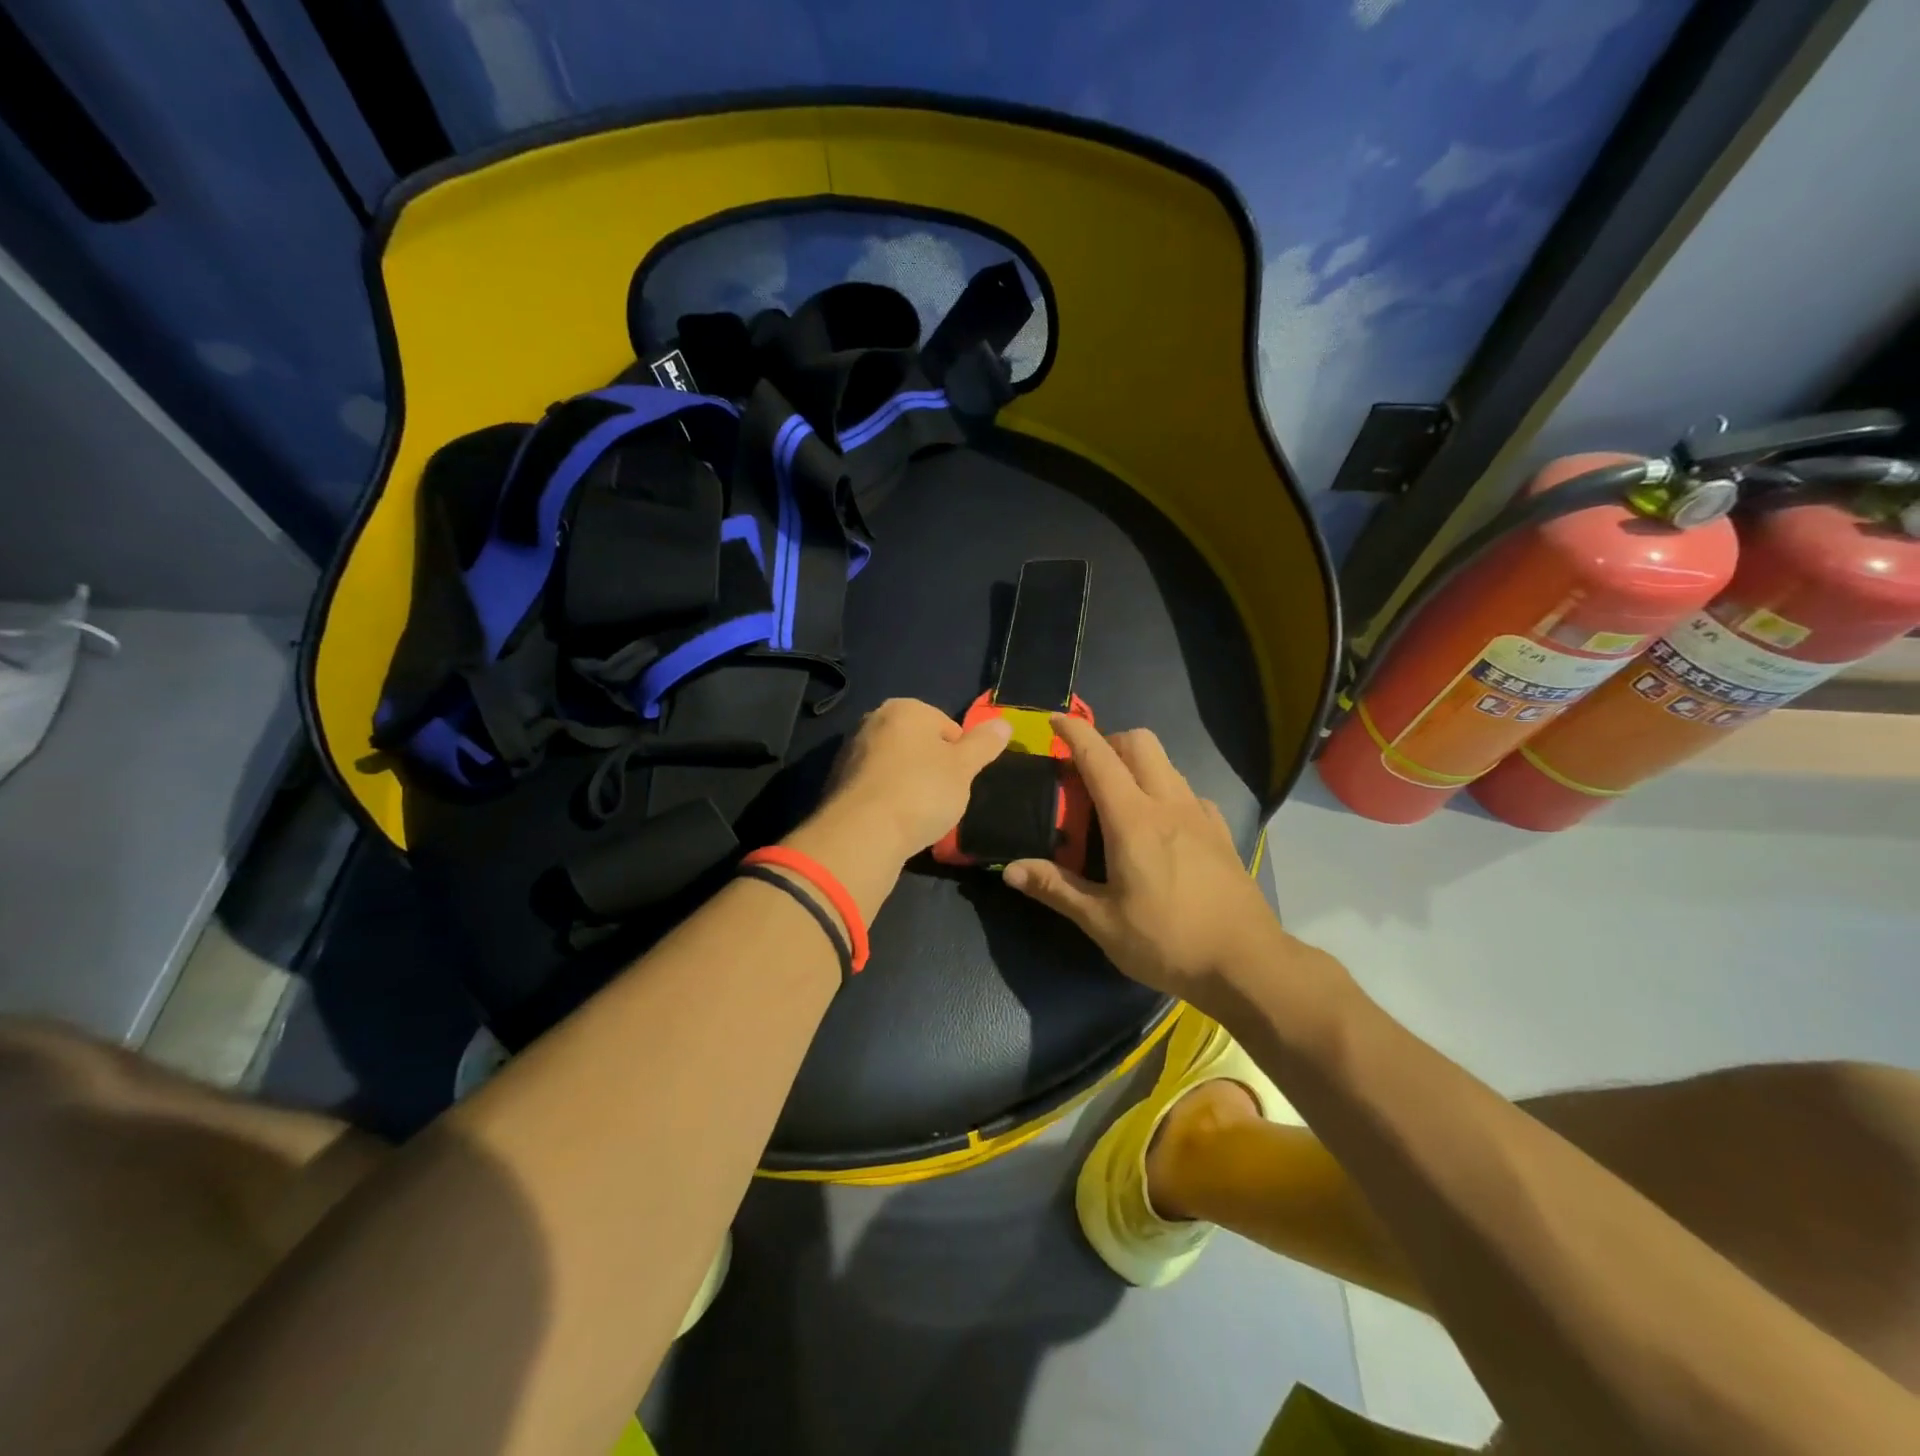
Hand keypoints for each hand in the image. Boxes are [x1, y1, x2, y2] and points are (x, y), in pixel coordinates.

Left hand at [814, 698, 1012, 864]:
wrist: (863, 833)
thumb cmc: (922, 791)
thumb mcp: (964, 768)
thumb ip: (984, 744)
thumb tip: (1004, 723)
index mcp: (905, 708)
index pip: (947, 727)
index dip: (960, 756)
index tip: (960, 782)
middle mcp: (873, 720)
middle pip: (918, 744)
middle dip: (932, 767)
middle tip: (942, 798)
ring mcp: (851, 750)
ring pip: (895, 765)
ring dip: (909, 783)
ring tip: (918, 813)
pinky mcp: (837, 781)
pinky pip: (875, 785)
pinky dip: (887, 798)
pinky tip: (894, 820)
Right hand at [1003, 715, 1283, 1006]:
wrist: (1247, 964)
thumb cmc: (1168, 942)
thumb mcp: (1102, 922)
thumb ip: (1056, 889)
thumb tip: (1010, 869)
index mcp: (1133, 819)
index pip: (1098, 757)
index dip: (1074, 732)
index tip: (1055, 720)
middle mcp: (1169, 804)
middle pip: (1140, 742)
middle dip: (1109, 742)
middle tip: (1088, 773)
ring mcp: (1201, 815)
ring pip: (1166, 763)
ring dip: (1138, 765)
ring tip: (1119, 801)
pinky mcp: (1221, 832)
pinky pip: (1188, 792)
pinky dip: (1166, 791)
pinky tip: (1161, 829)